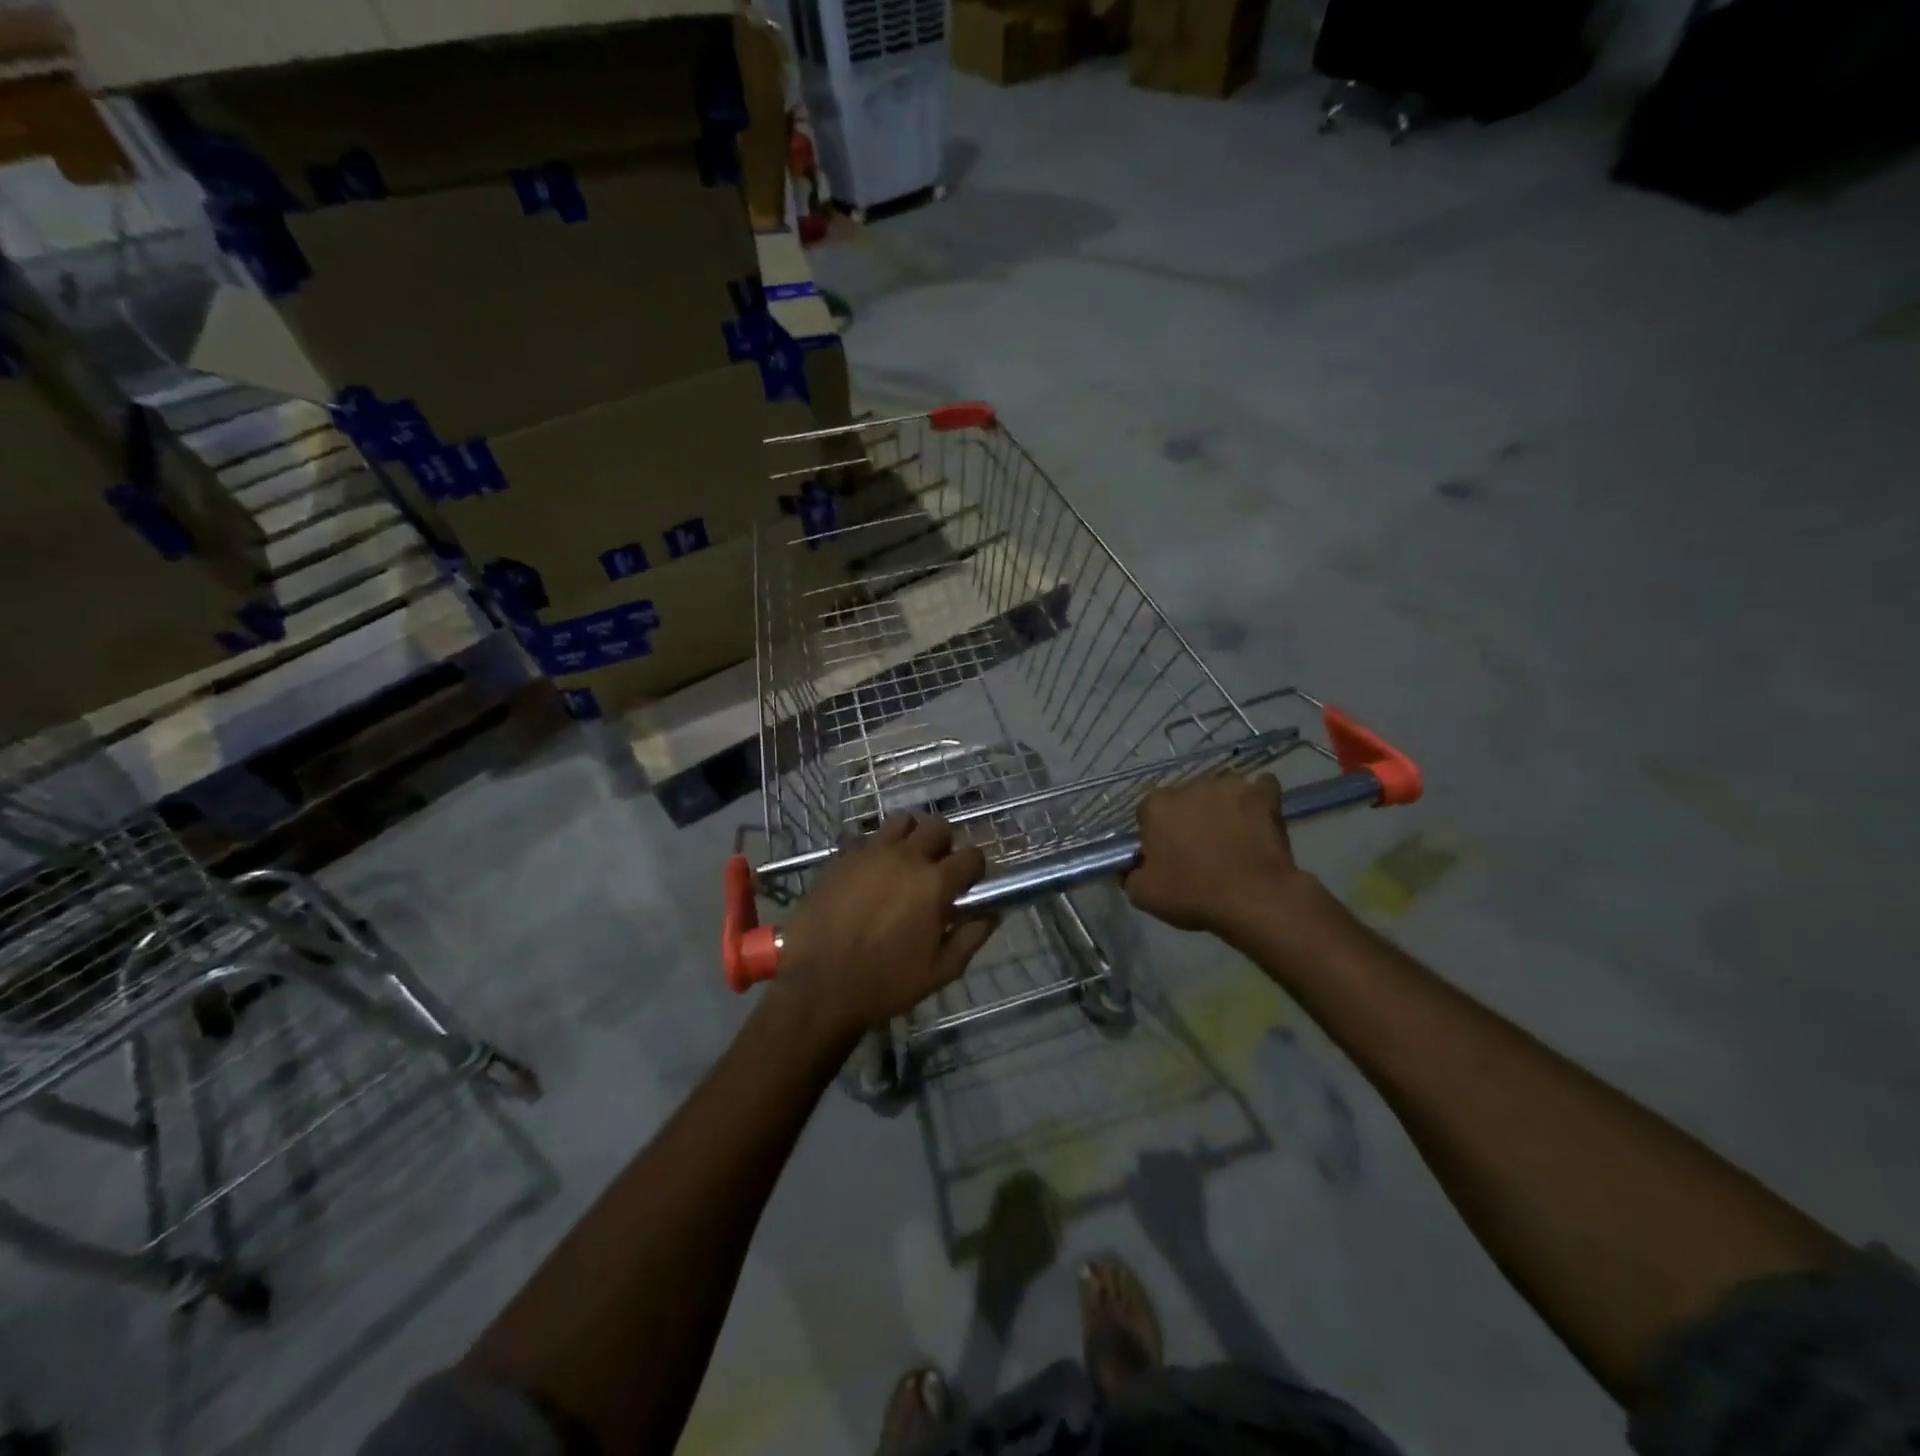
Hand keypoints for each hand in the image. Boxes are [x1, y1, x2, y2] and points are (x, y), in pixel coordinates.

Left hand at [777, 815, 998, 1037]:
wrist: (819, 987)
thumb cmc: (886, 984)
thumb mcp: (940, 972)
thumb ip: (971, 937)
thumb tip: (993, 913)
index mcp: (934, 884)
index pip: (972, 855)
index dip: (974, 870)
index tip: (967, 886)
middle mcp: (905, 857)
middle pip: (938, 827)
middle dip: (944, 846)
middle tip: (935, 872)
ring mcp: (870, 853)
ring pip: (900, 822)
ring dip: (909, 838)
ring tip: (903, 864)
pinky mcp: (841, 857)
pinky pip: (865, 838)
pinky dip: (875, 850)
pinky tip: (870, 874)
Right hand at [1124, 774, 1305, 935]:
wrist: (1254, 899)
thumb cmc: (1193, 895)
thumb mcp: (1143, 895)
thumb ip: (1129, 873)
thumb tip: (1130, 866)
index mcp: (1156, 806)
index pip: (1149, 814)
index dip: (1157, 835)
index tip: (1167, 857)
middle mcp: (1189, 786)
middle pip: (1184, 800)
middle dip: (1189, 818)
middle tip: (1200, 851)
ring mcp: (1228, 786)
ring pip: (1219, 793)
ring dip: (1221, 809)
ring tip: (1233, 838)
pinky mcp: (1263, 794)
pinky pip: (1260, 788)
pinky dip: (1258, 801)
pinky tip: (1259, 820)